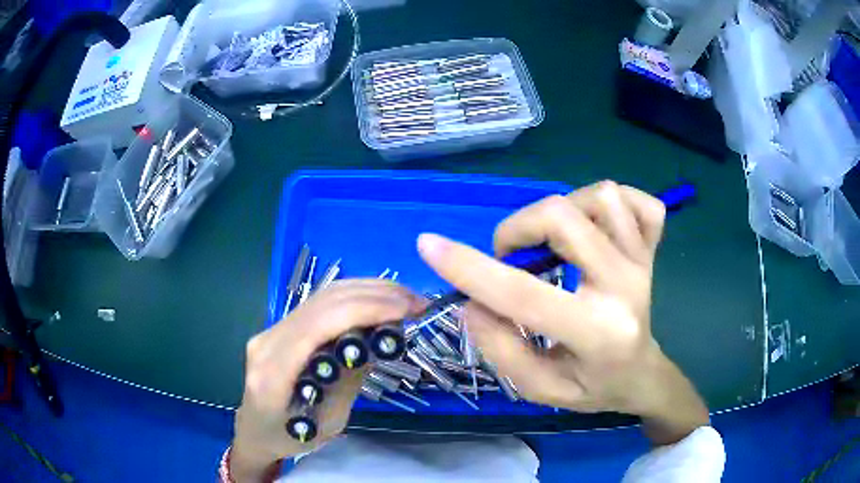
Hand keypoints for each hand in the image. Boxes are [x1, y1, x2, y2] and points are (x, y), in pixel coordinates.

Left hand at [231, 280, 421, 481]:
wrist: (255, 430)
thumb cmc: (290, 438)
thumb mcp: (329, 423)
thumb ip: (349, 382)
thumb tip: (378, 342)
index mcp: (274, 372)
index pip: (319, 325)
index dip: (365, 309)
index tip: (408, 310)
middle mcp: (267, 340)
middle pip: (323, 302)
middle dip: (374, 295)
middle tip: (416, 303)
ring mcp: (270, 329)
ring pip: (322, 295)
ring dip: (367, 291)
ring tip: (405, 299)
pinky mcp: (280, 326)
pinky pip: (319, 303)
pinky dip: (354, 297)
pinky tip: (378, 301)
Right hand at [418, 181, 708, 444]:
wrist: (642, 375)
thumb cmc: (592, 387)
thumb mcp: (539, 389)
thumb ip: (501, 349)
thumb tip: (471, 300)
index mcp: (597, 333)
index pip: (524, 295)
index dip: (469, 268)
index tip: (429, 246)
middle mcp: (625, 287)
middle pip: (564, 218)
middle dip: (518, 228)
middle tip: (510, 256)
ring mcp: (643, 262)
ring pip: (602, 197)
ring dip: (564, 209)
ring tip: (555, 240)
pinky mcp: (652, 249)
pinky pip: (642, 203)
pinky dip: (613, 203)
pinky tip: (597, 224)